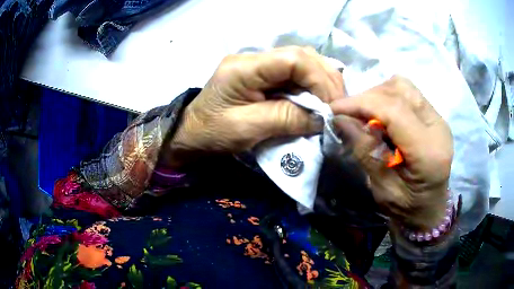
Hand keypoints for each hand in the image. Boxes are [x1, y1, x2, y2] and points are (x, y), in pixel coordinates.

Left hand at [165, 47, 343, 164]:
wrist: (193, 132)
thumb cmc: (213, 133)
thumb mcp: (248, 129)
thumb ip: (287, 119)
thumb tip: (322, 117)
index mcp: (245, 67)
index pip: (293, 59)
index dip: (319, 79)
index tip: (331, 106)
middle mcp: (254, 58)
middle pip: (302, 56)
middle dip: (326, 80)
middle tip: (338, 105)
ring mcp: (260, 64)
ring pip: (303, 61)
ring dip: (322, 81)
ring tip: (332, 103)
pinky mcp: (264, 74)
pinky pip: (296, 73)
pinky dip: (312, 86)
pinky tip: (318, 99)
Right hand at [330, 76, 452, 228]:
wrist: (429, 208)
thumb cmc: (407, 208)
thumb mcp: (382, 188)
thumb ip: (366, 151)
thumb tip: (340, 118)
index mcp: (428, 152)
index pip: (394, 111)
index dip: (361, 104)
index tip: (334, 109)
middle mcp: (437, 126)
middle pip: (399, 90)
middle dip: (368, 98)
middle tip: (350, 115)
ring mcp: (437, 118)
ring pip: (402, 86)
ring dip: (378, 95)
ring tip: (366, 115)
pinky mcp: (433, 115)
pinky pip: (407, 93)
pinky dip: (388, 98)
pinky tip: (381, 116)